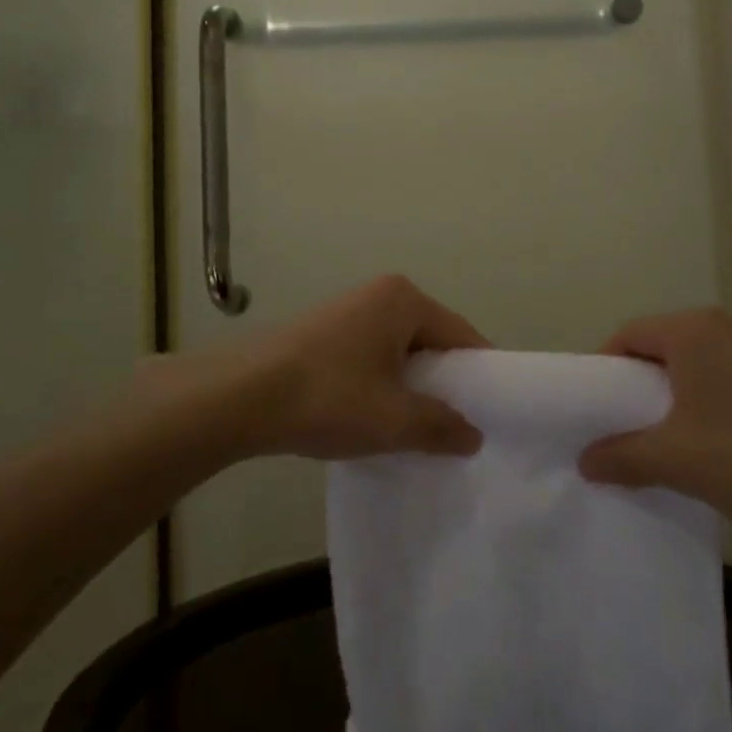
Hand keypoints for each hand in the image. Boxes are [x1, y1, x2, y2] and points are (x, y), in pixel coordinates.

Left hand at [232, 276, 488, 461]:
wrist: (239, 398)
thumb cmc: (329, 397)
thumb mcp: (395, 419)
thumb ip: (442, 426)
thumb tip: (473, 436)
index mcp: (404, 299)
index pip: (461, 336)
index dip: (479, 376)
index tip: (493, 414)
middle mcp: (378, 295)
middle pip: (430, 342)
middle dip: (443, 385)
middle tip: (456, 427)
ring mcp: (347, 313)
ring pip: (399, 353)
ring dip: (410, 388)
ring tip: (415, 430)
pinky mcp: (322, 334)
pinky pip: (371, 358)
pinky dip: (381, 386)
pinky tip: (374, 419)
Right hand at [578, 309, 731, 532]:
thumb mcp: (676, 459)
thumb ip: (621, 456)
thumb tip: (585, 461)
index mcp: (693, 329)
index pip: (628, 335)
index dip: (604, 371)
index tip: (594, 412)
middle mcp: (724, 325)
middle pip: (660, 348)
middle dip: (636, 388)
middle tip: (619, 430)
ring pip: (693, 366)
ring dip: (670, 400)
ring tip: (660, 444)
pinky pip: (722, 379)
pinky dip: (703, 405)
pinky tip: (706, 447)